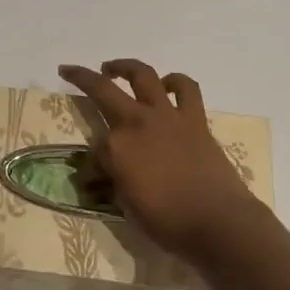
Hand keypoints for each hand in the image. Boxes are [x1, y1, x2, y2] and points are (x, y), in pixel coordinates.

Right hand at [58, 59, 258, 261]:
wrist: (219, 223)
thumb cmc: (169, 223)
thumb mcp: (127, 208)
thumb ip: (111, 182)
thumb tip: (99, 176)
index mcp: (116, 147)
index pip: (93, 147)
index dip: (91, 162)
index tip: (93, 177)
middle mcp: (136, 122)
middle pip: (102, 89)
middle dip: (81, 77)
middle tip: (70, 71)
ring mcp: (167, 115)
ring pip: (142, 75)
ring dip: (125, 67)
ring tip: (113, 68)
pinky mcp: (194, 118)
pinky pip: (186, 88)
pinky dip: (175, 82)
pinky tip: (167, 85)